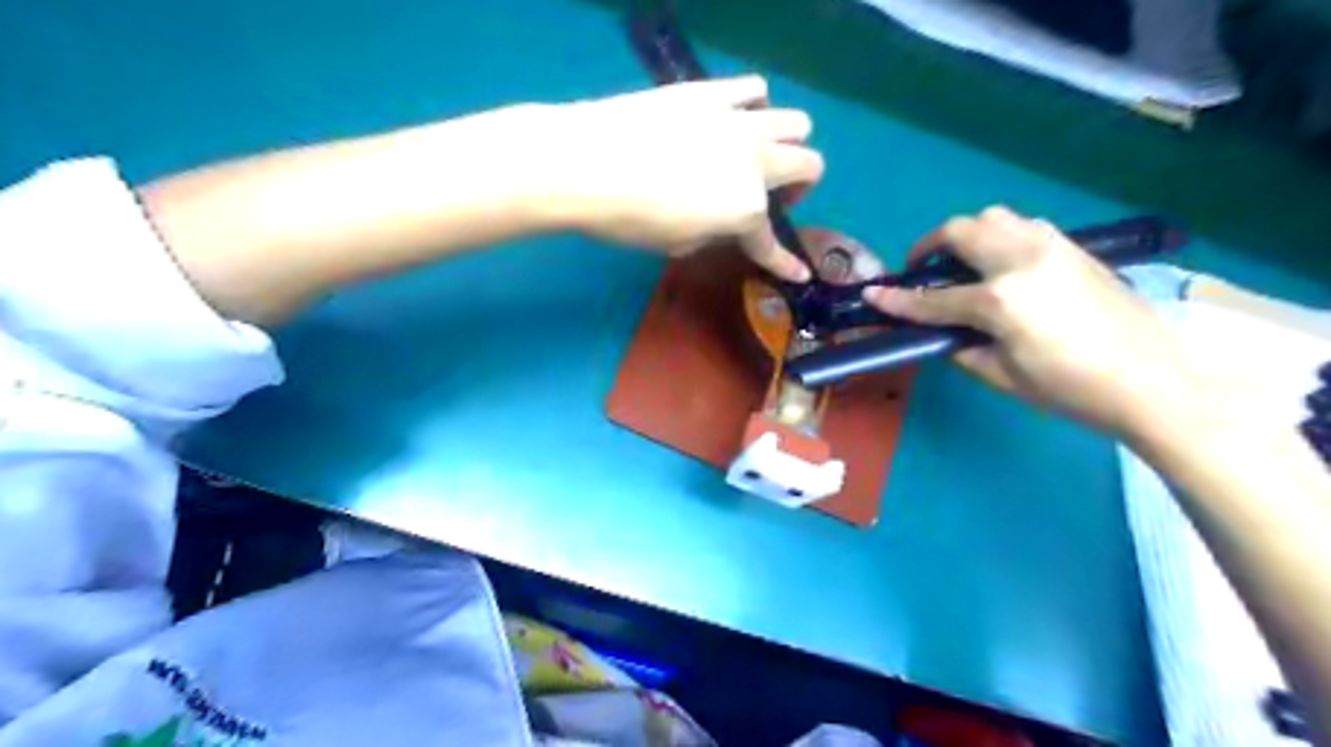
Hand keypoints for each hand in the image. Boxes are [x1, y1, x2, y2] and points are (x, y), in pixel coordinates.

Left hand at [538, 77, 821, 282]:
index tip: (799, 273)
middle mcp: (755, 163)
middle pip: (810, 164)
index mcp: (745, 209)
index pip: (771, 244)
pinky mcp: (711, 92)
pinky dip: (754, 105)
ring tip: (758, 152)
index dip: (785, 263)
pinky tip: (735, 117)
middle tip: (772, 196)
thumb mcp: (677, 244)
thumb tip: (723, 221)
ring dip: (787, 142)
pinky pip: (754, 88)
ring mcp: (738, 122)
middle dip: (798, 186)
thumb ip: (714, 232)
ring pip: (795, 122)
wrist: (586, 163)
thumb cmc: (629, 219)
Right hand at [865, 204, 1208, 437]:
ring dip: (967, 236)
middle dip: (930, 247)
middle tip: (920, 271)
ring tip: (961, 264)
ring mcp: (1052, 247)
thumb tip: (943, 332)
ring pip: (994, 218)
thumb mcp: (1003, 377)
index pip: (933, 298)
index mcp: (1001, 300)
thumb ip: (962, 347)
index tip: (872, 294)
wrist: (1154, 382)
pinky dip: (999, 237)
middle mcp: (1022, 260)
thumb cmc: (1071, 390)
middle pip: (961, 232)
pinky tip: (1001, 265)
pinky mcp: (1074, 248)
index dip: (898, 299)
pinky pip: (1024, 227)